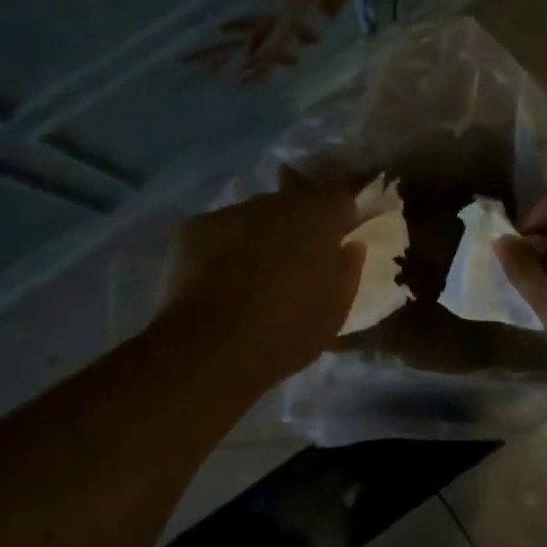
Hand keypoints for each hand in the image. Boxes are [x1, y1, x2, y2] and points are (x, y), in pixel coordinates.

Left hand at [161, 174, 363, 384]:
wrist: (213, 347)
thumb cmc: (289, 329)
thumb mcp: (337, 308)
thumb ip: (348, 268)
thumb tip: (350, 245)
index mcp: (317, 216)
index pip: (341, 199)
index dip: (343, 219)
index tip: (341, 240)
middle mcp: (276, 202)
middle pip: (295, 204)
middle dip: (300, 225)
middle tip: (298, 260)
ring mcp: (233, 211)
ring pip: (256, 216)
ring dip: (262, 234)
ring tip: (256, 272)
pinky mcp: (196, 228)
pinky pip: (222, 231)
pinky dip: (226, 246)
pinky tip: (221, 278)